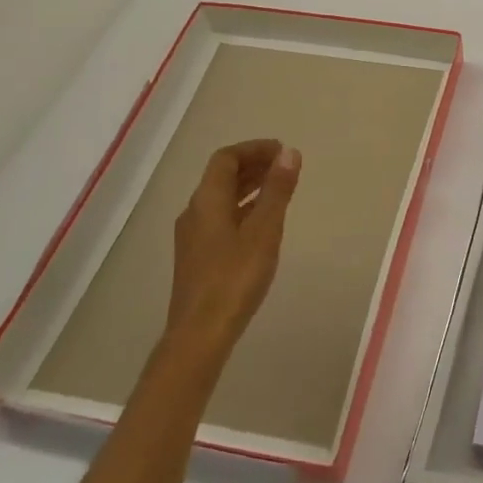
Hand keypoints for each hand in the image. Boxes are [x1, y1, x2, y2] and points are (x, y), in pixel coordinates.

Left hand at [167, 139, 301, 353]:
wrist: (200, 334)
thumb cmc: (235, 277)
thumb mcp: (264, 230)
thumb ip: (277, 190)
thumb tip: (289, 153)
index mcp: (207, 200)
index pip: (226, 158)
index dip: (254, 149)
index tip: (282, 151)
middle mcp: (195, 212)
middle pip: (221, 176)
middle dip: (253, 165)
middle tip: (285, 166)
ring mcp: (193, 236)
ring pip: (221, 198)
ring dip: (248, 186)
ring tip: (279, 188)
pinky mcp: (198, 256)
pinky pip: (221, 217)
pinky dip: (243, 208)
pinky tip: (262, 222)